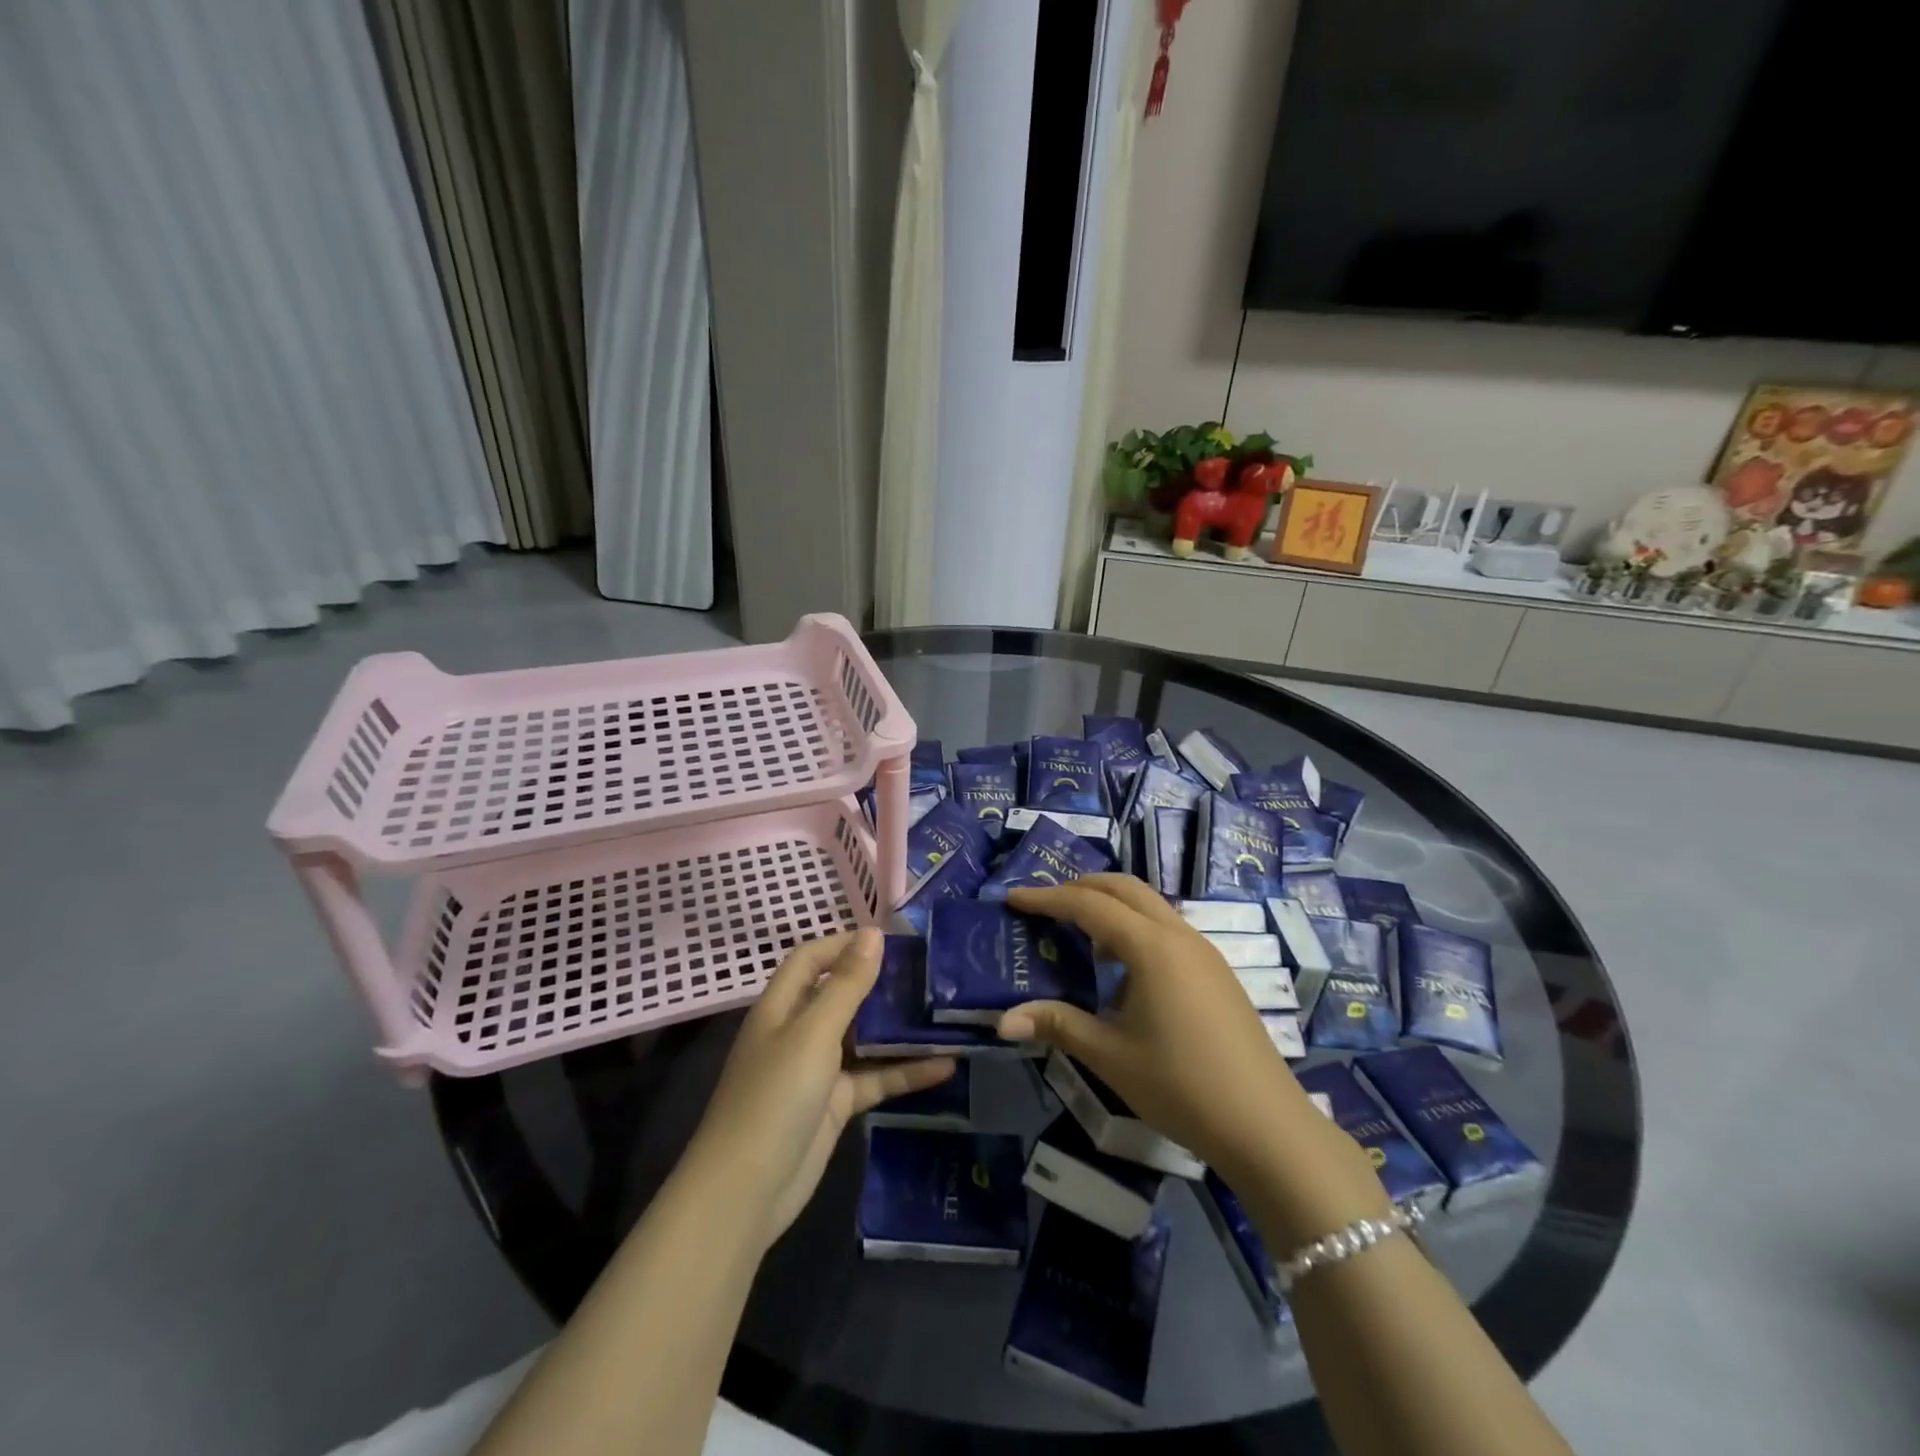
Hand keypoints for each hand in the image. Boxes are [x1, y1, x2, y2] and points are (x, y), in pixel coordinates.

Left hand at [685, 928, 953, 1249]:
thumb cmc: (775, 1096)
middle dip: (881, 982)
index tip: (892, 939)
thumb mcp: (813, 1033)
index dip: (845, 943)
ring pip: (864, 1037)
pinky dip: (906, 1072)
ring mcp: (818, 1069)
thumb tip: (873, 933)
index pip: (812, 959)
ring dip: (899, 1028)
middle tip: (931, 972)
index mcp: (782, 1006)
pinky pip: (875, 1078)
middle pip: (842, 995)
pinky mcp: (836, 1104)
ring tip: (945, 1011)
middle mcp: (799, 1031)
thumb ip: (847, 985)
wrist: (747, 1191)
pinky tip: (946, 1065)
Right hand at [998, 876, 1318, 1186]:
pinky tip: (1122, 970)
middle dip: (1081, 887)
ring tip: (1079, 935)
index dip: (1047, 898)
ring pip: (1149, 904)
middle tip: (1045, 905)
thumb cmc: (1181, 1086)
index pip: (1088, 904)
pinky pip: (1167, 928)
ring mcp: (1203, 951)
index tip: (1013, 899)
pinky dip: (1135, 928)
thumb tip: (1002, 1020)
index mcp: (1151, 947)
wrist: (1266, 1125)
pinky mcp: (1216, 971)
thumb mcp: (1110, 1056)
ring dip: (1111, 906)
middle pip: (1124, 887)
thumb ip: (1057, 1025)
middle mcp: (1179, 934)